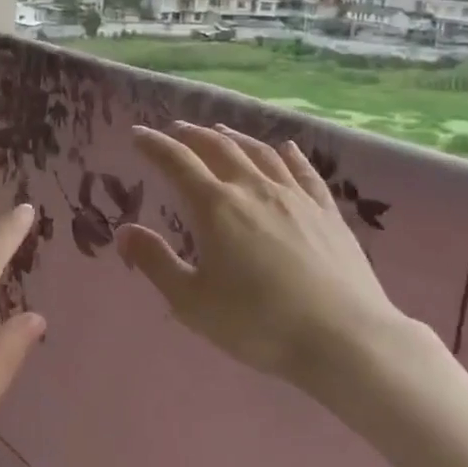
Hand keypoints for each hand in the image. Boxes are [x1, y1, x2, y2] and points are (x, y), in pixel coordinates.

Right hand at [117, 122, 423, 412]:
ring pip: (261, 153)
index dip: (155, 146)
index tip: (138, 134)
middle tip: (176, 129)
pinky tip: (286, 148)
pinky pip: (304, 172)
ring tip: (220, 131)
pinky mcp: (327, 212)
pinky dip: (289, 154)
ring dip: (235, 138)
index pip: (177, 163)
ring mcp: (295, 197)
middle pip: (219, 149)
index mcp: (216, 208)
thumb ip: (155, 262)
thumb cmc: (257, 323)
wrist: (343, 338)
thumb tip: (124, 231)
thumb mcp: (191, 301)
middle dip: (193, 136)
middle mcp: (254, 189)